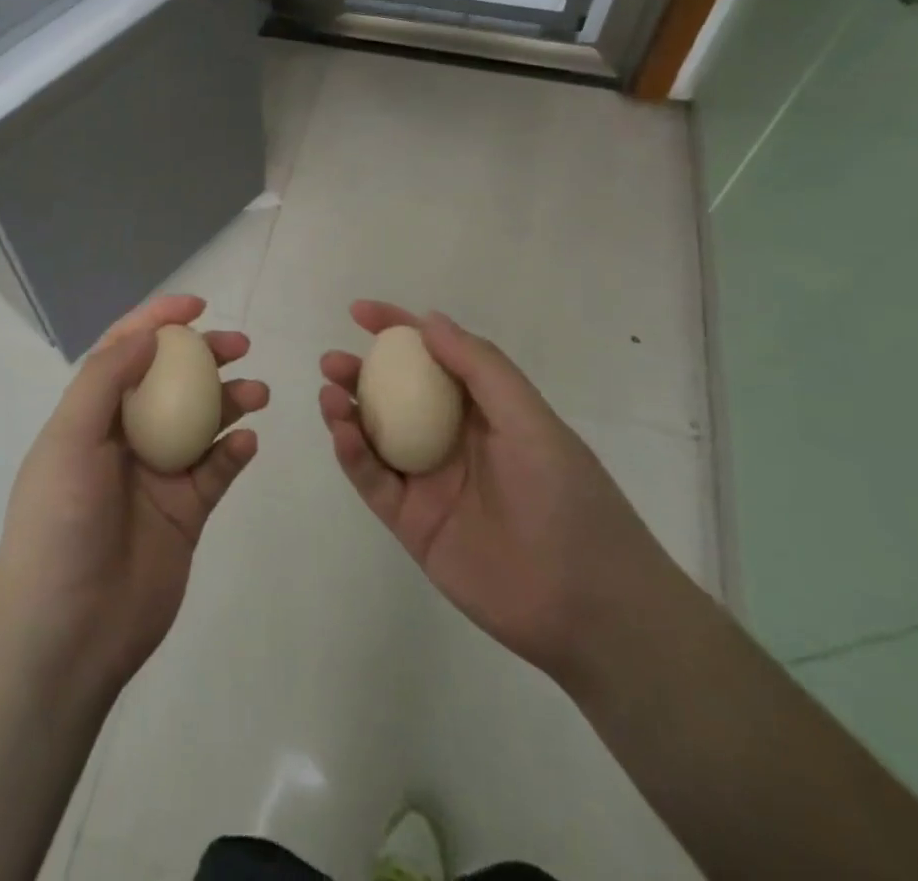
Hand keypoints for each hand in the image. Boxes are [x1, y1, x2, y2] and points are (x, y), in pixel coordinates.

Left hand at [0, 294, 265, 701]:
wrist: (67, 634)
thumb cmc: (59, 524)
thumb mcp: (69, 440)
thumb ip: (106, 380)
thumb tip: (148, 336)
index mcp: (91, 416)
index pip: (125, 352)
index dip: (157, 320)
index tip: (196, 305)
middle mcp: (125, 438)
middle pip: (171, 381)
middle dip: (204, 355)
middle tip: (239, 344)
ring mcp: (158, 476)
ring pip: (201, 422)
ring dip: (230, 400)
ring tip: (257, 392)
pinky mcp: (186, 513)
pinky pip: (217, 471)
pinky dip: (235, 452)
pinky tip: (248, 442)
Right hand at [319, 301, 680, 687]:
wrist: (588, 606)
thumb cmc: (566, 497)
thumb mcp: (531, 420)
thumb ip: (480, 368)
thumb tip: (429, 320)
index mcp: (482, 409)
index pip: (433, 356)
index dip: (397, 329)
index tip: (359, 312)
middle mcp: (450, 438)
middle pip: (393, 395)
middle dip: (359, 372)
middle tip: (332, 362)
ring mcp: (428, 481)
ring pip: (374, 435)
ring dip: (347, 410)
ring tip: (329, 393)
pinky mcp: (411, 522)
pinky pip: (373, 481)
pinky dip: (352, 455)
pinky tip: (342, 433)